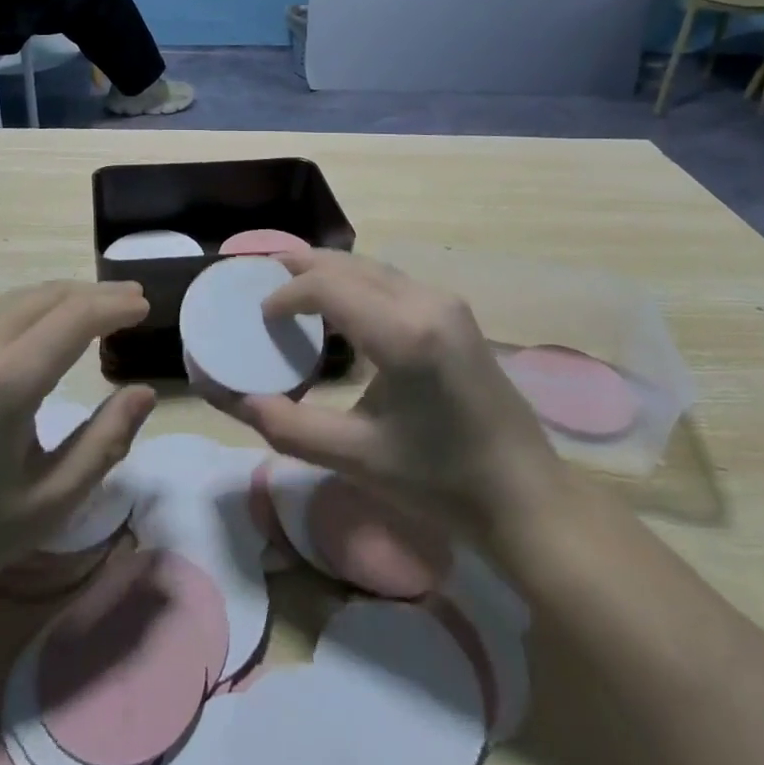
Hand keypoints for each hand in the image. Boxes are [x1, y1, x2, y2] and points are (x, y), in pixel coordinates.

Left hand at [0, 281, 153, 615]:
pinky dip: (31, 307)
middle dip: (95, 293)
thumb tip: (143, 393)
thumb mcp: (49, 501)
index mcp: (7, 380)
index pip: (75, 317)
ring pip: (19, 298)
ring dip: (62, 297)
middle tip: (132, 300)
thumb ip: (105, 442)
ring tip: (96, 309)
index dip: (115, 305)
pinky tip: (43, 328)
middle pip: (48, 296)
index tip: (145, 306)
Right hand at [229, 251, 567, 544]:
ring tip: (294, 284)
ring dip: (331, 271)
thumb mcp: (358, 459)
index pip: (328, 286)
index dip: (286, 293)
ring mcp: (446, 302)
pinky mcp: (456, 313)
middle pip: (349, 264)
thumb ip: (289, 428)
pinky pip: (393, 281)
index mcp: (404, 334)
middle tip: (262, 276)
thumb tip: (235, 401)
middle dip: (303, 266)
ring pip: (373, 267)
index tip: (260, 315)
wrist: (528, 500)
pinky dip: (357, 281)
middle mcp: (426, 301)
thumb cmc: (442, 484)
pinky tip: (342, 304)